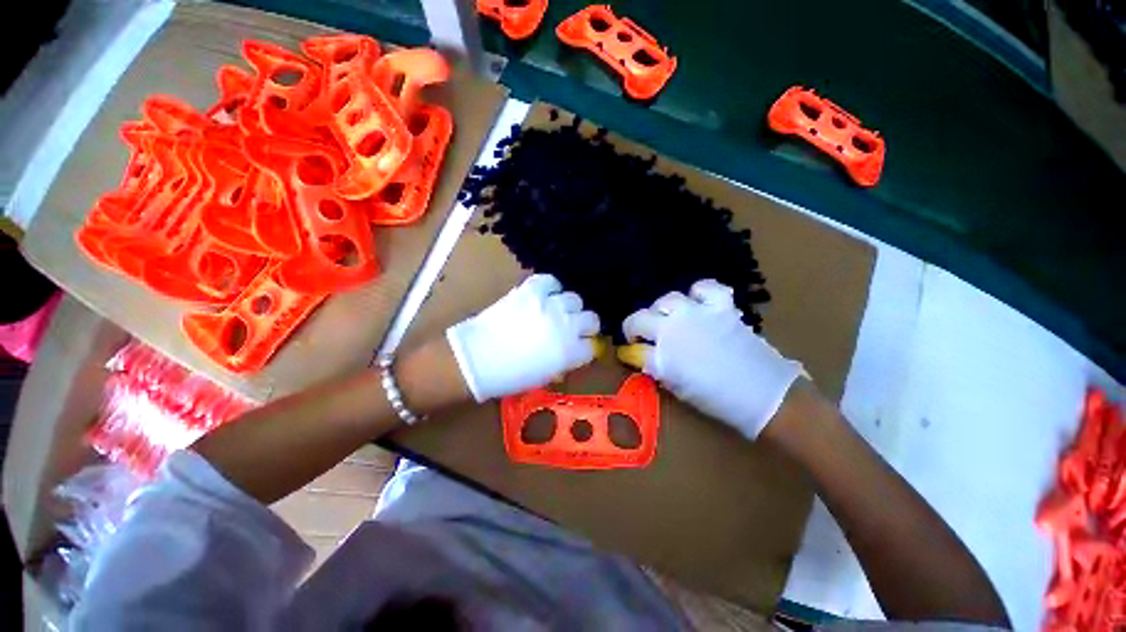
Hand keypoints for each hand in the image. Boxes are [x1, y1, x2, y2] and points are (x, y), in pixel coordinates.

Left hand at [446, 274, 600, 401]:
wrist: (477, 358)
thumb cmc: (509, 376)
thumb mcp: (544, 377)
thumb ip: (563, 363)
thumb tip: (569, 354)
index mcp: (570, 353)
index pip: (591, 347)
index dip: (586, 347)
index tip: (579, 347)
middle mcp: (566, 326)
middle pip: (591, 319)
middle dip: (585, 325)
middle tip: (573, 328)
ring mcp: (550, 305)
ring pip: (575, 299)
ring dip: (569, 307)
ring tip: (557, 311)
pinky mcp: (532, 290)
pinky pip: (551, 281)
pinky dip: (551, 288)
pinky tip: (546, 295)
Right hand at [621, 279, 802, 439]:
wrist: (763, 394)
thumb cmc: (717, 398)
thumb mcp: (677, 387)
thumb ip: (656, 367)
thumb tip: (640, 355)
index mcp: (662, 355)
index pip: (632, 348)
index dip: (629, 349)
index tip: (631, 351)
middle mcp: (673, 329)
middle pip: (641, 318)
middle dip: (638, 327)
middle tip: (648, 336)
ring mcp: (697, 314)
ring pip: (667, 300)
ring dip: (663, 310)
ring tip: (672, 319)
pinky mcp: (720, 306)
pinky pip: (704, 288)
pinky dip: (699, 293)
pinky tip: (699, 303)